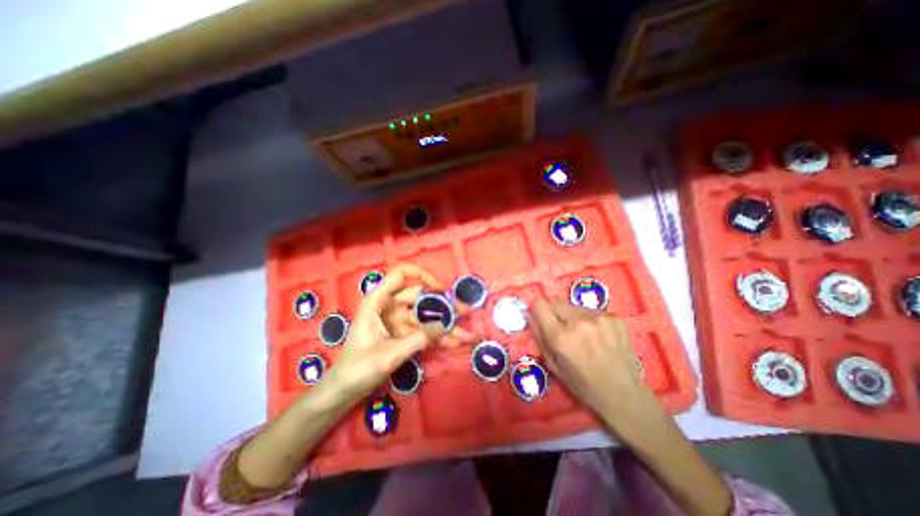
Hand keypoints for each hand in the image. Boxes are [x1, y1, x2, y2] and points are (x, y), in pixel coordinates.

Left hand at [324, 266, 473, 402]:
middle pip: (421, 298)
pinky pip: (424, 331)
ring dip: (445, 326)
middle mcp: (390, 306)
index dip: (422, 275)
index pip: (401, 274)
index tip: (440, 289)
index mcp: (378, 301)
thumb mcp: (389, 354)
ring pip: (426, 316)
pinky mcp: (403, 334)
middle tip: (465, 312)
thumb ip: (418, 338)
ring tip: (467, 335)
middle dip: (443, 306)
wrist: (345, 391)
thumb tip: (445, 325)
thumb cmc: (358, 369)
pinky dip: (438, 337)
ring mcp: (398, 320)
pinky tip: (456, 343)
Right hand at [528, 298, 664, 435]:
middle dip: (554, 312)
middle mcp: (579, 322)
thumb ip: (539, 337)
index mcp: (561, 337)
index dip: (537, 309)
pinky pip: (592, 311)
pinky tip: (599, 337)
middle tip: (561, 328)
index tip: (540, 317)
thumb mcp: (553, 365)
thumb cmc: (583, 385)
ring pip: (574, 306)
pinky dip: (590, 320)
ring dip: (573, 316)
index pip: (539, 305)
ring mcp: (599, 317)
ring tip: (584, 335)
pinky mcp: (615, 317)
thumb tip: (530, 316)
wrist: (625, 395)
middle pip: (555, 301)